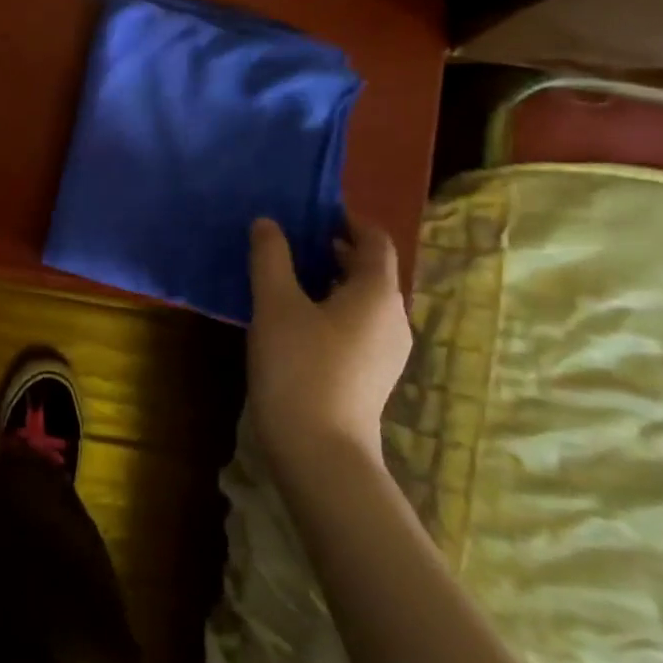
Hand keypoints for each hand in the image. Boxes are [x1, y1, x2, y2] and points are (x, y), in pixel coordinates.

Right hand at [246, 216, 411, 467]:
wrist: (320, 450)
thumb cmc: (299, 366)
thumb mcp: (275, 305)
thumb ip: (270, 258)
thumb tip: (267, 223)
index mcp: (377, 293)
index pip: (375, 241)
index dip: (349, 221)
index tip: (317, 212)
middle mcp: (394, 318)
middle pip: (372, 271)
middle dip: (337, 250)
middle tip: (295, 241)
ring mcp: (388, 351)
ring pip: (365, 300)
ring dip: (334, 281)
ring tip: (292, 277)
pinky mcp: (374, 375)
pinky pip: (359, 326)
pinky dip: (335, 309)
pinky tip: (300, 321)